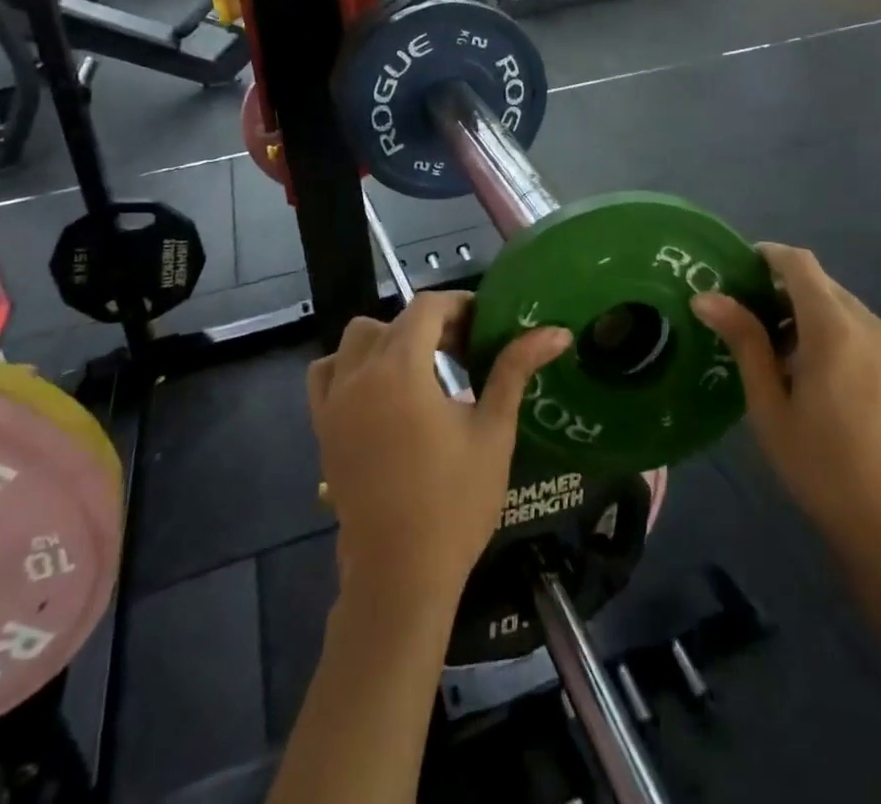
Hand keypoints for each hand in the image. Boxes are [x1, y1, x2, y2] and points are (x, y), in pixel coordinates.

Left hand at [307, 293, 571, 609]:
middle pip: (394, 320)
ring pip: (356, 339)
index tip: (484, 324)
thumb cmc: (454, 501)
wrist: (400, 575)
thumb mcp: (493, 431)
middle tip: (464, 350)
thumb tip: (556, 332)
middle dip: (430, 324)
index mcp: (401, 368)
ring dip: (389, 340)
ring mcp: (334, 400)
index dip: (458, 306)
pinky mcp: (323, 426)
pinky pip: (327, 372)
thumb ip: (515, 370)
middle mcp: (360, 373)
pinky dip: (350, 365)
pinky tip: (378, 389)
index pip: (427, 308)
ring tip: (420, 368)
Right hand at [693, 244, 880, 569]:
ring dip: (810, 313)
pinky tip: (821, 376)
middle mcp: (871, 326)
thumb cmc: (820, 466)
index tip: (738, 269)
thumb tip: (705, 296)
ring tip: (781, 354)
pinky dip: (836, 333)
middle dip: (784, 289)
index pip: (800, 264)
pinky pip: (865, 331)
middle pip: (822, 284)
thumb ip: (744, 341)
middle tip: (749, 320)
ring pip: (844, 307)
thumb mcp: (769, 405)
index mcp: (835, 330)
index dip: (768, 255)